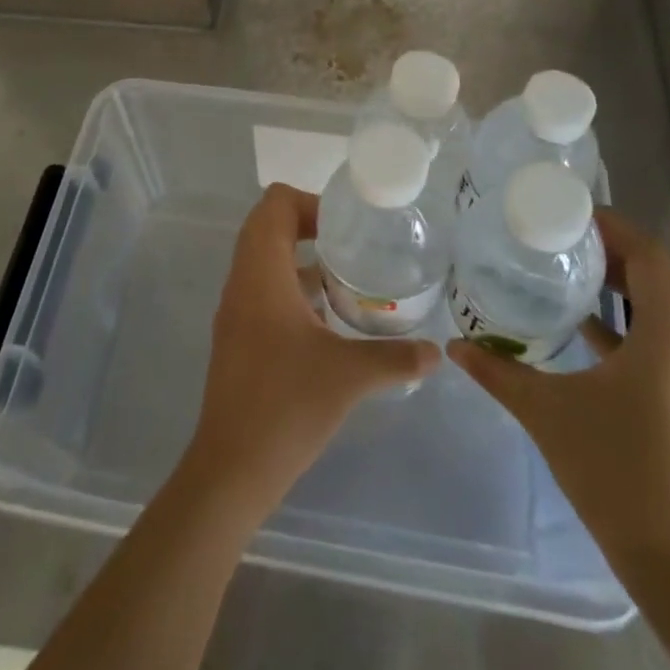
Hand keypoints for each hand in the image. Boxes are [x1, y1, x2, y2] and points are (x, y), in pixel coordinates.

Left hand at [184, 184, 440, 514]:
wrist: (232, 467)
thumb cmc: (287, 405)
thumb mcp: (349, 375)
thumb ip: (395, 357)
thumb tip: (437, 352)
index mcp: (261, 273)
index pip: (273, 204)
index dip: (309, 202)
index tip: (346, 226)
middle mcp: (242, 281)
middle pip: (266, 225)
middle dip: (307, 224)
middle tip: (350, 243)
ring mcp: (235, 309)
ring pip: (263, 258)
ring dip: (300, 256)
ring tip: (346, 276)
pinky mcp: (237, 336)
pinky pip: (262, 288)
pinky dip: (291, 286)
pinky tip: (327, 318)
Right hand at [447, 210, 669, 581]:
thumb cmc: (617, 473)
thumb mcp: (547, 413)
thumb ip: (499, 371)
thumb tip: (454, 346)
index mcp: (667, 339)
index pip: (651, 257)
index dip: (614, 227)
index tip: (570, 214)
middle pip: (654, 279)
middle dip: (608, 253)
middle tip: (556, 238)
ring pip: (655, 313)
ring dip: (614, 290)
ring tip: (561, 275)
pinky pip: (654, 344)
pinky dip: (619, 327)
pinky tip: (578, 333)